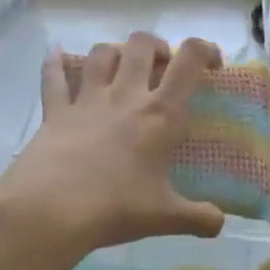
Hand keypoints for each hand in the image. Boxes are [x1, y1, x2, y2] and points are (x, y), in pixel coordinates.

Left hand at [0, 33, 226, 260]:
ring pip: (101, 53)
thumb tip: (219, 224)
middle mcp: (125, 95)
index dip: (205, 49)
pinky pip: (53, 77)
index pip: (189, 60)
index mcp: (160, 114)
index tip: (212, 64)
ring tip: (120, 67)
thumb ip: (198, 218)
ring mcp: (86, 100)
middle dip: (156, 46)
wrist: (50, 210)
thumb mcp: (165, 217)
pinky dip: (54, 63)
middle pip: (141, 45)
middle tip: (162, 67)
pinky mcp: (55, 111)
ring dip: (115, 51)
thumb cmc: (115, 207)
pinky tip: (54, 55)